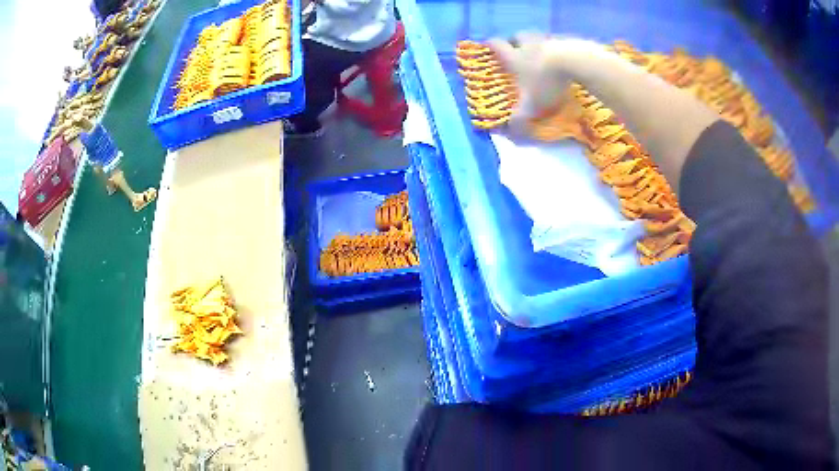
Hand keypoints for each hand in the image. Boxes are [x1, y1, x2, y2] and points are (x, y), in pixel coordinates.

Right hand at [488, 34, 595, 134]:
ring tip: (541, 54)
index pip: (497, 46)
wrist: (573, 61)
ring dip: (535, 43)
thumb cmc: (547, 81)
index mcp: (514, 57)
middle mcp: (527, 44)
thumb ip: (520, 117)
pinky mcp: (565, 40)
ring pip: (536, 37)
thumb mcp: (532, 105)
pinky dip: (555, 47)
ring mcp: (547, 40)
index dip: (490, 45)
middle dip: (514, 42)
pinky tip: (561, 57)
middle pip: (516, 36)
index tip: (487, 45)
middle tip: (516, 49)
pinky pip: (556, 41)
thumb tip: (510, 129)